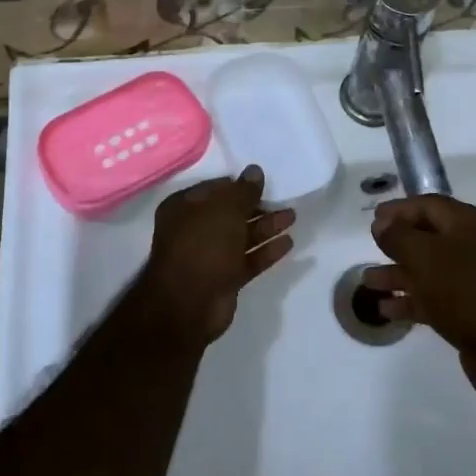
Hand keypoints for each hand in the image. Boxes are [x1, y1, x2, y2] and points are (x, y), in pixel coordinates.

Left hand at [135, 166, 294, 345]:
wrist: (189, 305)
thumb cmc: (203, 245)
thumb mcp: (225, 210)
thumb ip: (243, 191)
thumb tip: (255, 170)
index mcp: (183, 208)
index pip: (215, 189)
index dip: (239, 184)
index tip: (264, 181)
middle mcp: (194, 229)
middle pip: (231, 213)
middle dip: (257, 206)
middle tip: (283, 199)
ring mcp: (209, 256)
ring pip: (242, 236)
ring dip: (266, 226)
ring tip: (292, 216)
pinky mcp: (224, 278)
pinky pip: (248, 259)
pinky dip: (266, 251)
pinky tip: (288, 243)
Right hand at [366, 195, 475, 400]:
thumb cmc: (465, 289)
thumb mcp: (425, 256)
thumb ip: (398, 236)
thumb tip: (382, 223)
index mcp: (466, 223)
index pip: (428, 205)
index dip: (399, 209)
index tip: (373, 218)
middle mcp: (471, 246)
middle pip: (427, 236)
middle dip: (396, 243)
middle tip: (370, 247)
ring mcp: (471, 280)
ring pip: (427, 269)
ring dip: (397, 274)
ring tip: (368, 282)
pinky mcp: (468, 311)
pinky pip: (433, 298)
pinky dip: (409, 301)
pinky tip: (385, 310)